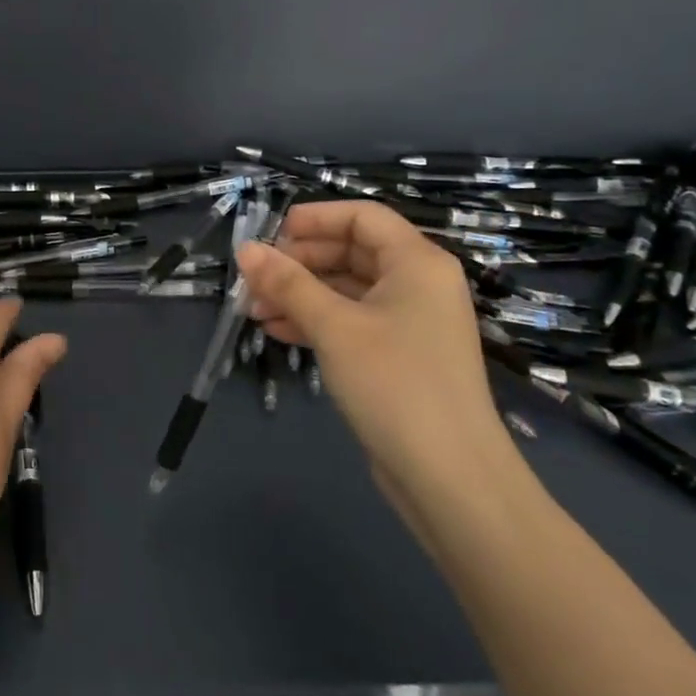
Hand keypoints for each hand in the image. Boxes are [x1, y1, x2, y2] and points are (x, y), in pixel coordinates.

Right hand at [236, 201, 519, 511]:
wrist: (450, 479)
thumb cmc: (394, 383)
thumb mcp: (333, 326)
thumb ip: (287, 283)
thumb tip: (245, 249)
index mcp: (417, 262)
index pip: (363, 217)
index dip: (315, 218)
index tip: (270, 234)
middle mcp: (418, 284)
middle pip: (351, 251)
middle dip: (299, 261)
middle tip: (254, 277)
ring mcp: (410, 322)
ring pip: (346, 289)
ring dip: (300, 294)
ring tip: (252, 308)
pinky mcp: (399, 356)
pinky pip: (351, 321)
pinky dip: (315, 321)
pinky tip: (276, 330)